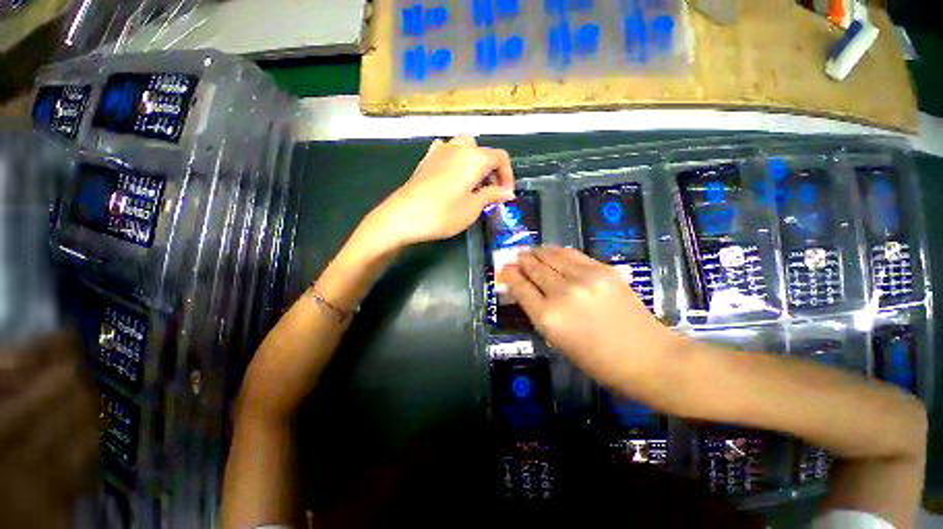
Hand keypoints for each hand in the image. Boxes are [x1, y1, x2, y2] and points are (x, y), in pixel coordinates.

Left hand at [363, 136, 514, 250]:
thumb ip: (492, 195)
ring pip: (465, 148)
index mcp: (474, 158)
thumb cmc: (442, 214)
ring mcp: (439, 152)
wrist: (401, 217)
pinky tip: (453, 177)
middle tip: (490, 192)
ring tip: (473, 186)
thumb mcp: (472, 208)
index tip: (505, 195)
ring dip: (475, 164)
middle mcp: (458, 148)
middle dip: (491, 170)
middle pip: (483, 151)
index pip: (500, 157)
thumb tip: (507, 192)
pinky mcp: (426, 160)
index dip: (507, 175)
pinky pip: (448, 152)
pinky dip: (457, 161)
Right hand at [504, 246, 680, 389]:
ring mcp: (584, 278)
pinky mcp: (603, 269)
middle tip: (516, 257)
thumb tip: (525, 291)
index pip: (521, 288)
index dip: (510, 276)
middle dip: (521, 261)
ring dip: (537, 252)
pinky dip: (557, 251)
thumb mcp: (558, 341)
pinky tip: (551, 251)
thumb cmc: (598, 360)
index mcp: (548, 318)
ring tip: (531, 251)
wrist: (648, 357)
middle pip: (534, 268)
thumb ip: (540, 312)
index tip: (504, 270)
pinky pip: (571, 254)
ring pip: (551, 256)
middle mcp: (562, 293)